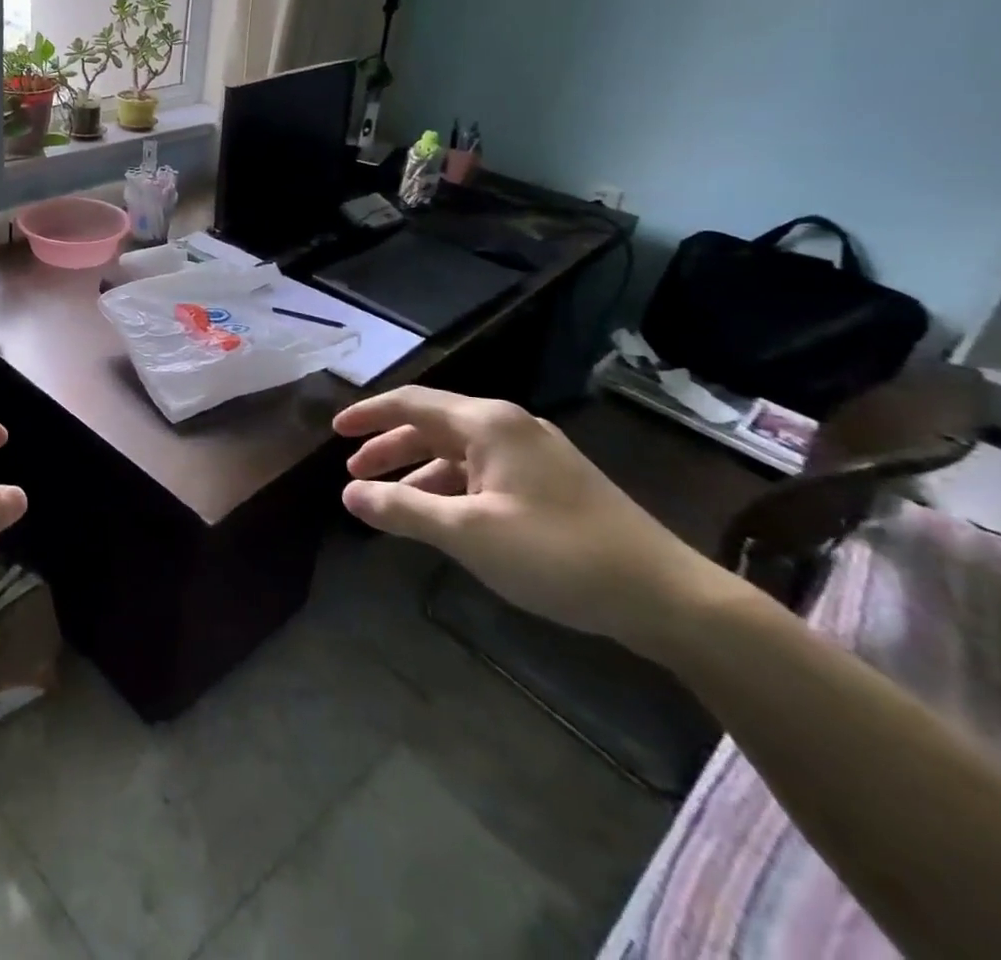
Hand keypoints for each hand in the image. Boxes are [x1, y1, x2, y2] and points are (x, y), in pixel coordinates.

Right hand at [333, 388, 733, 653]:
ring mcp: (534, 454)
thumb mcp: (468, 534)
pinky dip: (450, 487)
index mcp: (488, 423)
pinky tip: (441, 516)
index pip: (411, 403)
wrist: (666, 596)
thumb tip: (349, 495)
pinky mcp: (551, 483)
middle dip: (389, 446)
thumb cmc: (557, 553)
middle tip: (354, 473)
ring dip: (418, 471)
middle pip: (432, 424)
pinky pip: (482, 472)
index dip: (368, 414)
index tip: (334, 431)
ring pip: (458, 451)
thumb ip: (402, 510)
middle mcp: (509, 427)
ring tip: (389, 500)